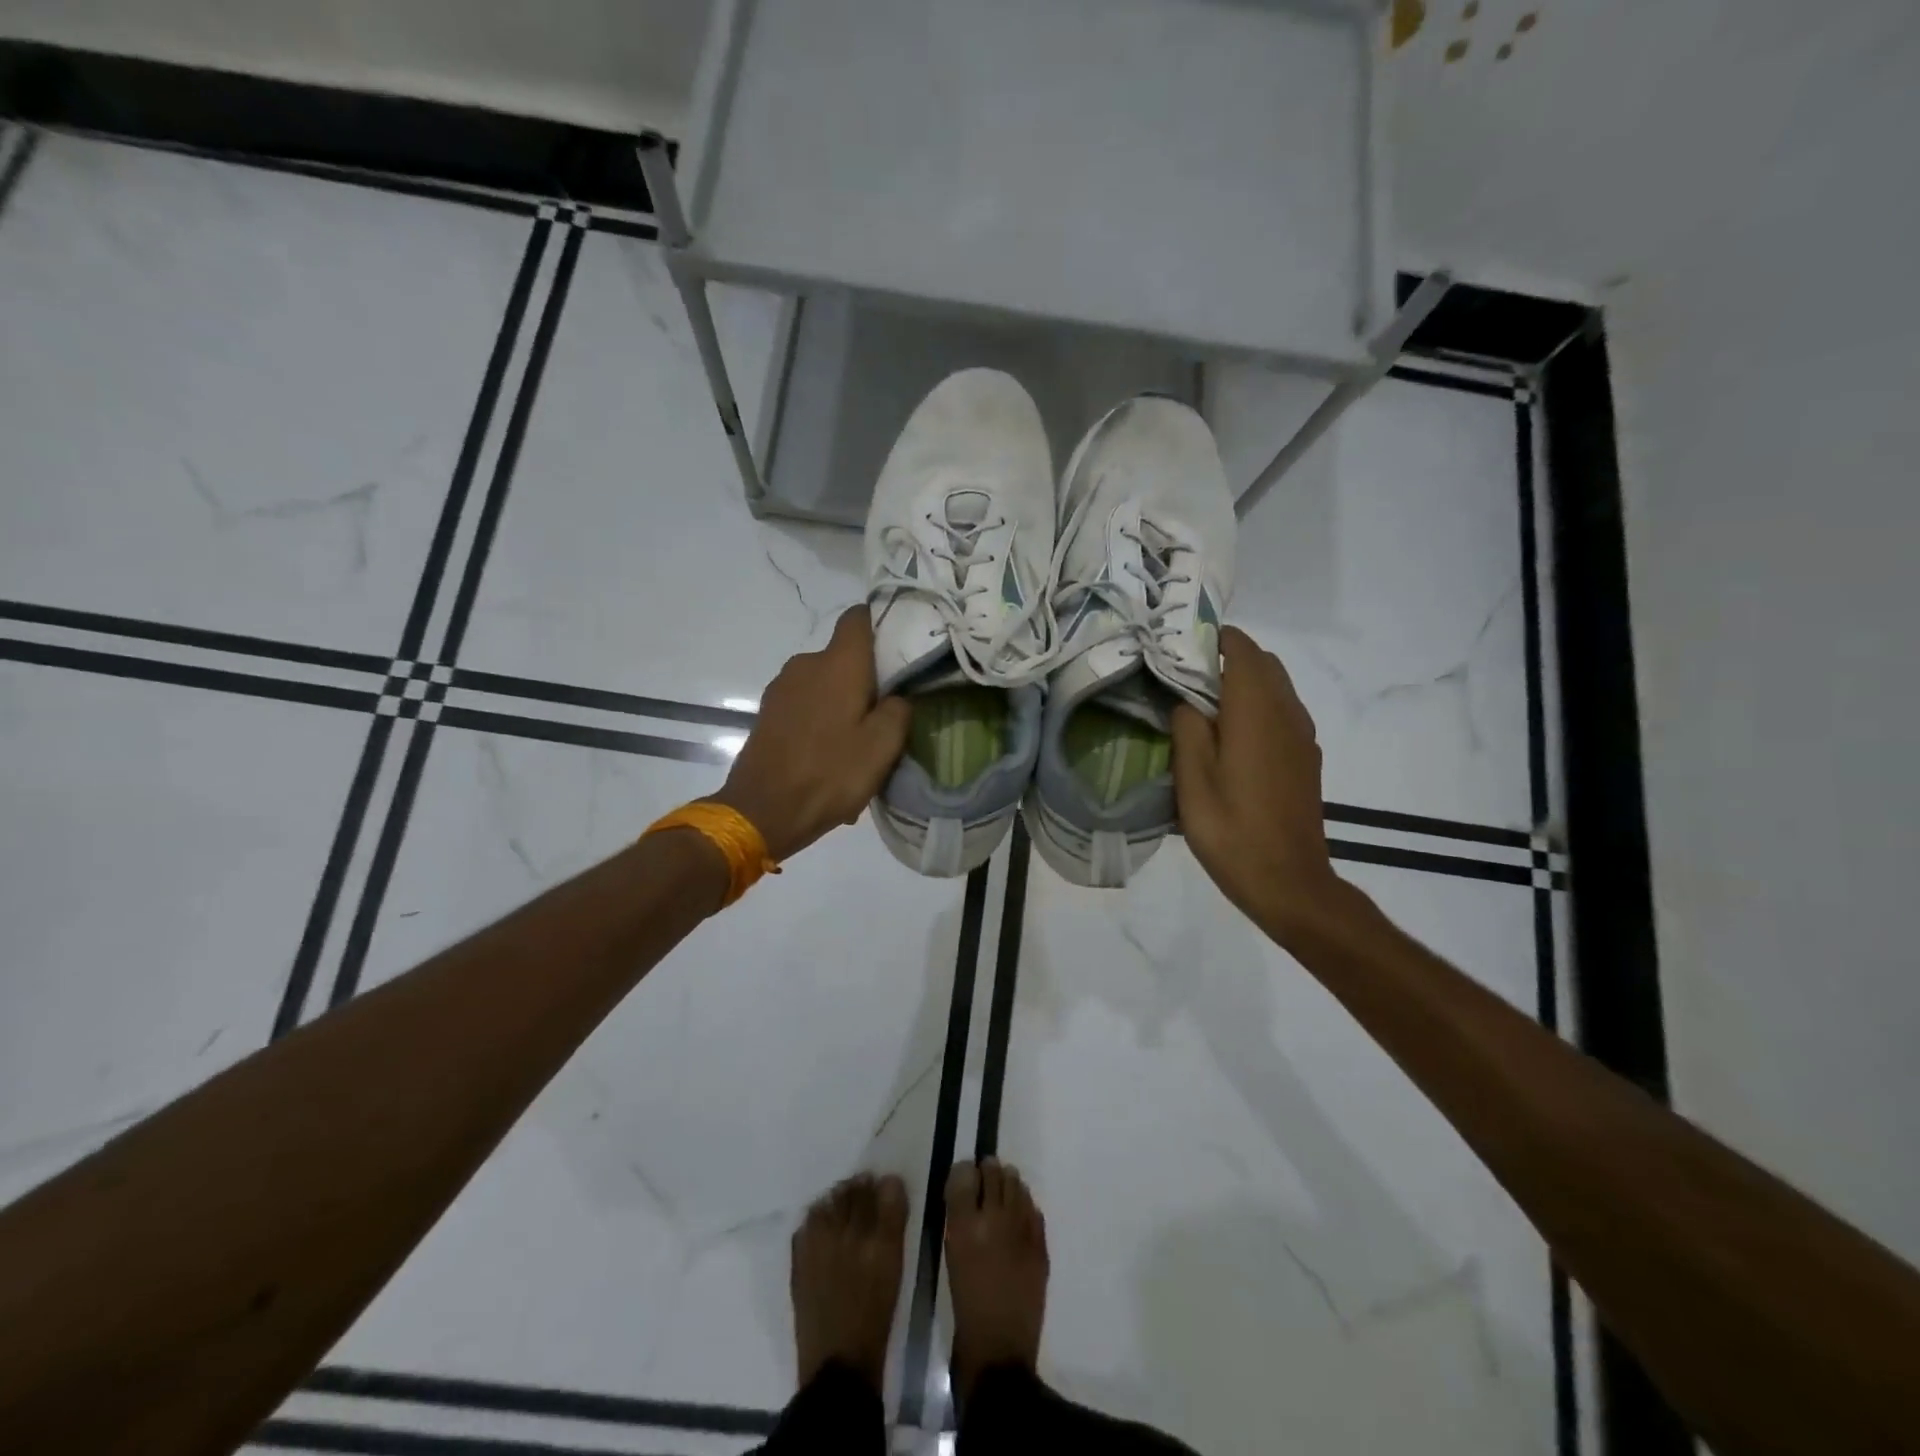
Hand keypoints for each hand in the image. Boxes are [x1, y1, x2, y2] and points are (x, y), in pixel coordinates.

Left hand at [710, 607, 911, 861]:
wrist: (762, 811)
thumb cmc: (830, 773)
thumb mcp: (882, 746)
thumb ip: (899, 710)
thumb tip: (898, 695)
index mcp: (838, 663)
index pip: (859, 618)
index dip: (882, 623)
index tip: (902, 646)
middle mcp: (806, 663)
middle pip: (844, 655)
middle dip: (867, 676)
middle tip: (888, 710)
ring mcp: (782, 687)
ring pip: (825, 682)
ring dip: (843, 702)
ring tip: (858, 740)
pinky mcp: (769, 712)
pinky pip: (806, 704)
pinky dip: (822, 719)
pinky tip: (831, 753)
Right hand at [1172, 626, 1344, 941]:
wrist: (1289, 881)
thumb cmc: (1231, 832)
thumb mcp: (1192, 782)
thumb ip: (1188, 730)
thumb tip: (1187, 702)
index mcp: (1256, 712)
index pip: (1242, 651)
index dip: (1214, 639)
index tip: (1181, 646)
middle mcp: (1287, 714)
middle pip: (1263, 664)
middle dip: (1228, 658)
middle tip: (1185, 675)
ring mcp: (1302, 736)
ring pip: (1277, 686)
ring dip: (1245, 682)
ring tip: (1204, 703)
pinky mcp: (1306, 757)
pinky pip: (1283, 711)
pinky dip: (1259, 704)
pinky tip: (1232, 735)